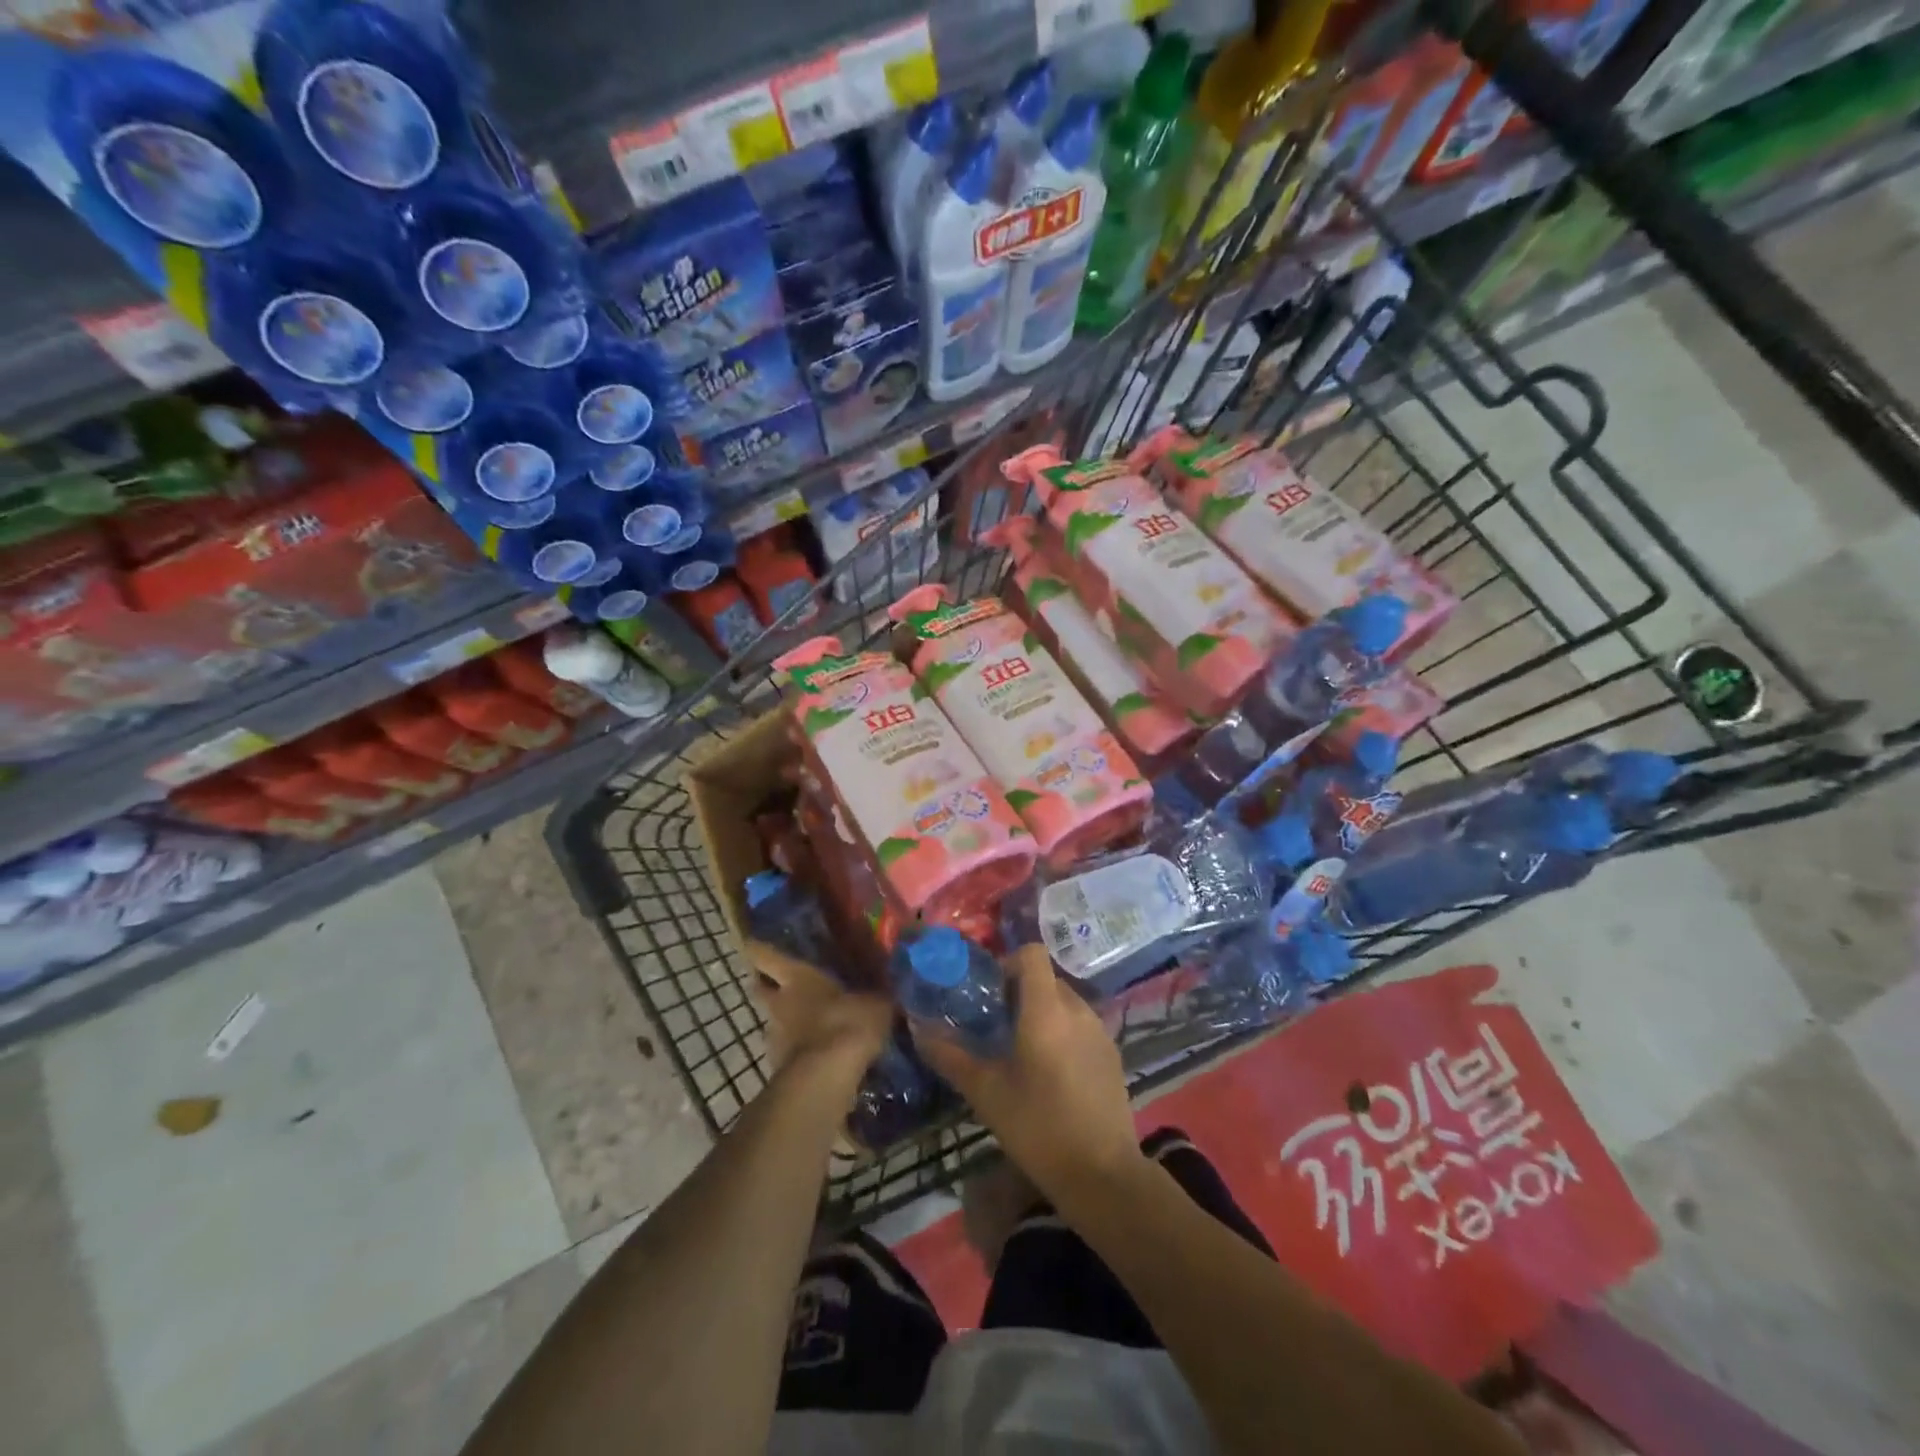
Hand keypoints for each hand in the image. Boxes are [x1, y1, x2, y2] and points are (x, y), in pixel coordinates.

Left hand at [749, 942, 892, 1086]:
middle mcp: (779, 1003)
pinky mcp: (780, 1069)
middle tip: (784, 985)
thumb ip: (876, 995)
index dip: (758, 948)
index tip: (752, 942)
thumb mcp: (875, 1003)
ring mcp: (775, 1038)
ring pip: (775, 1022)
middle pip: (761, 989)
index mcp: (797, 977)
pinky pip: (790, 1052)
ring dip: (788, 1022)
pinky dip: (801, 1051)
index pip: (765, 955)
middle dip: (767, 986)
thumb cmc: (847, 1023)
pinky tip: (822, 1054)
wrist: (826, 1078)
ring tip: (813, 1024)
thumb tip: (888, 990)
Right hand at [912, 946, 1143, 1200]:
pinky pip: (1081, 1024)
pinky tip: (1050, 1074)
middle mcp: (1077, 1009)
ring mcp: (1100, 1030)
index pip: (1032, 953)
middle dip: (1019, 992)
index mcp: (1046, 1010)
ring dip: (1041, 1013)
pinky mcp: (1112, 1052)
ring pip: (1064, 1001)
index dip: (1008, 963)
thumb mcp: (986, 1093)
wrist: (1102, 1175)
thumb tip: (918, 1028)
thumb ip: (950, 1055)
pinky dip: (1062, 1032)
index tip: (989, 995)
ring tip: (1020, 1052)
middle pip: (1045, 978)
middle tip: (996, 1027)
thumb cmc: (1038, 1128)